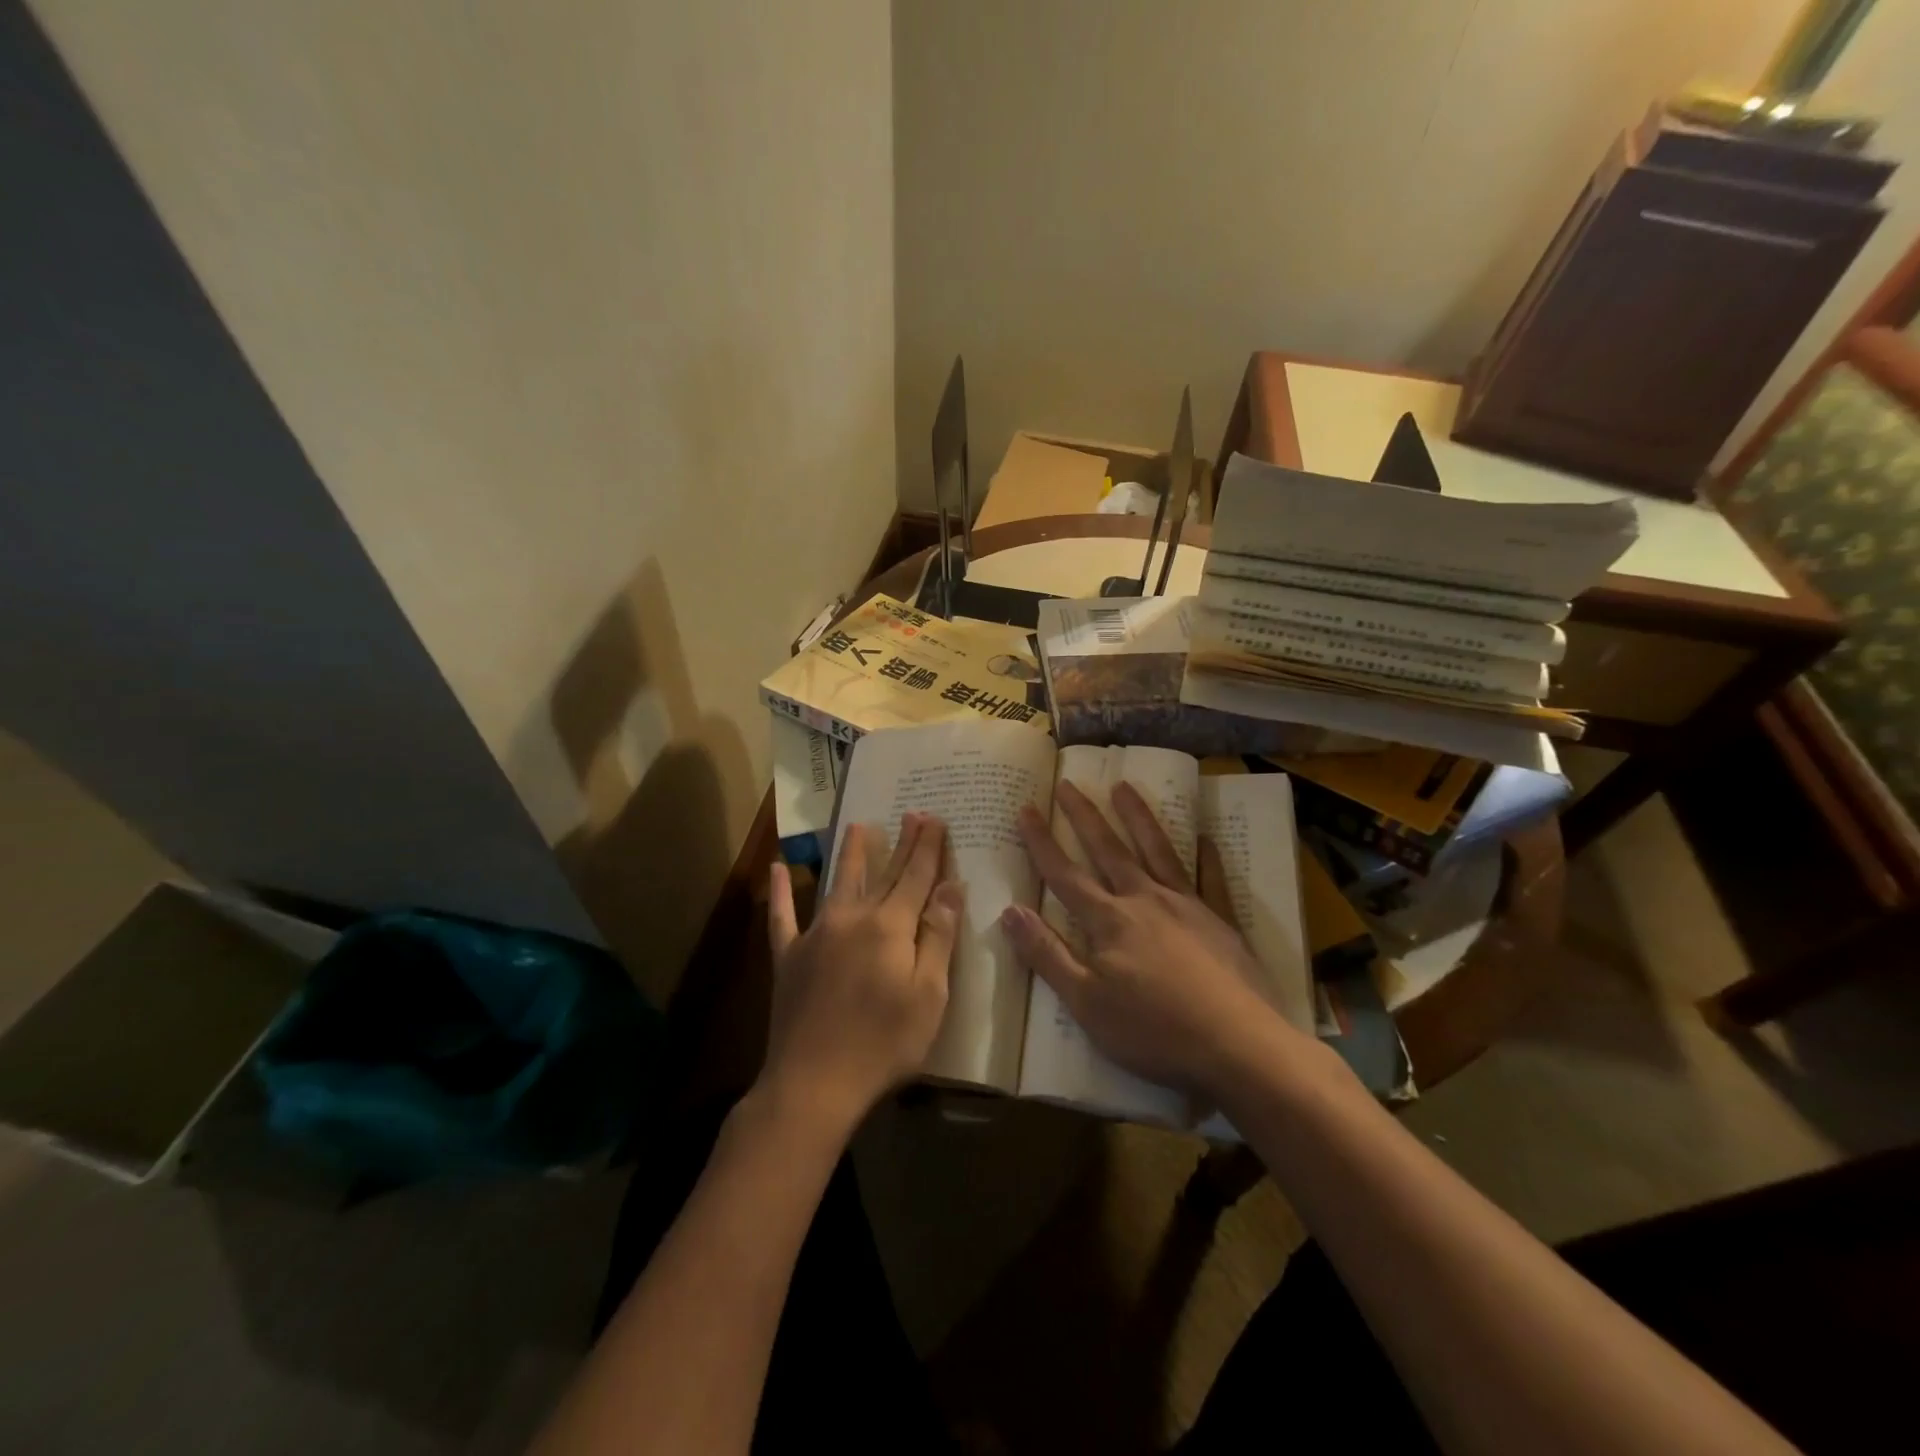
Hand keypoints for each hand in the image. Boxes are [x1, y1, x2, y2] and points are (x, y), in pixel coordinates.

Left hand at [761, 813, 963, 1133]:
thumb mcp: (929, 995)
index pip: (916, 876)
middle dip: (901, 843)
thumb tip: (951, 886)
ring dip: (851, 854)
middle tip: (911, 813)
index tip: (935, 818)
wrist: (814, 1082)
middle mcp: (853, 918)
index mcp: (890, 926)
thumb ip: (938, 936)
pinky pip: (783, 916)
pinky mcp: (789, 956)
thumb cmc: (884, 1043)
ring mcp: (816, 934)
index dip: (928, 847)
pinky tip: (778, 868)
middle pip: (883, 874)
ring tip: (859, 826)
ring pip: (838, 883)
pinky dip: (781, 891)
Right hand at [1000, 781, 1305, 1101]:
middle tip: (1069, 783)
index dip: (1042, 842)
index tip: (1026, 809)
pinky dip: (1208, 856)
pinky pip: (1212, 879)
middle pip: (1108, 850)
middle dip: (1085, 816)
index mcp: (1109, 921)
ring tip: (1124, 786)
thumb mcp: (1086, 1003)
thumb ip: (1047, 954)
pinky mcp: (1222, 921)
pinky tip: (1204, 837)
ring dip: (1138, 817)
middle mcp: (1145, 900)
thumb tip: (1009, 911)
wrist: (1237, 1046)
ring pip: (1157, 850)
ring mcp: (1187, 906)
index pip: (1065, 875)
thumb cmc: (1154, 1031)